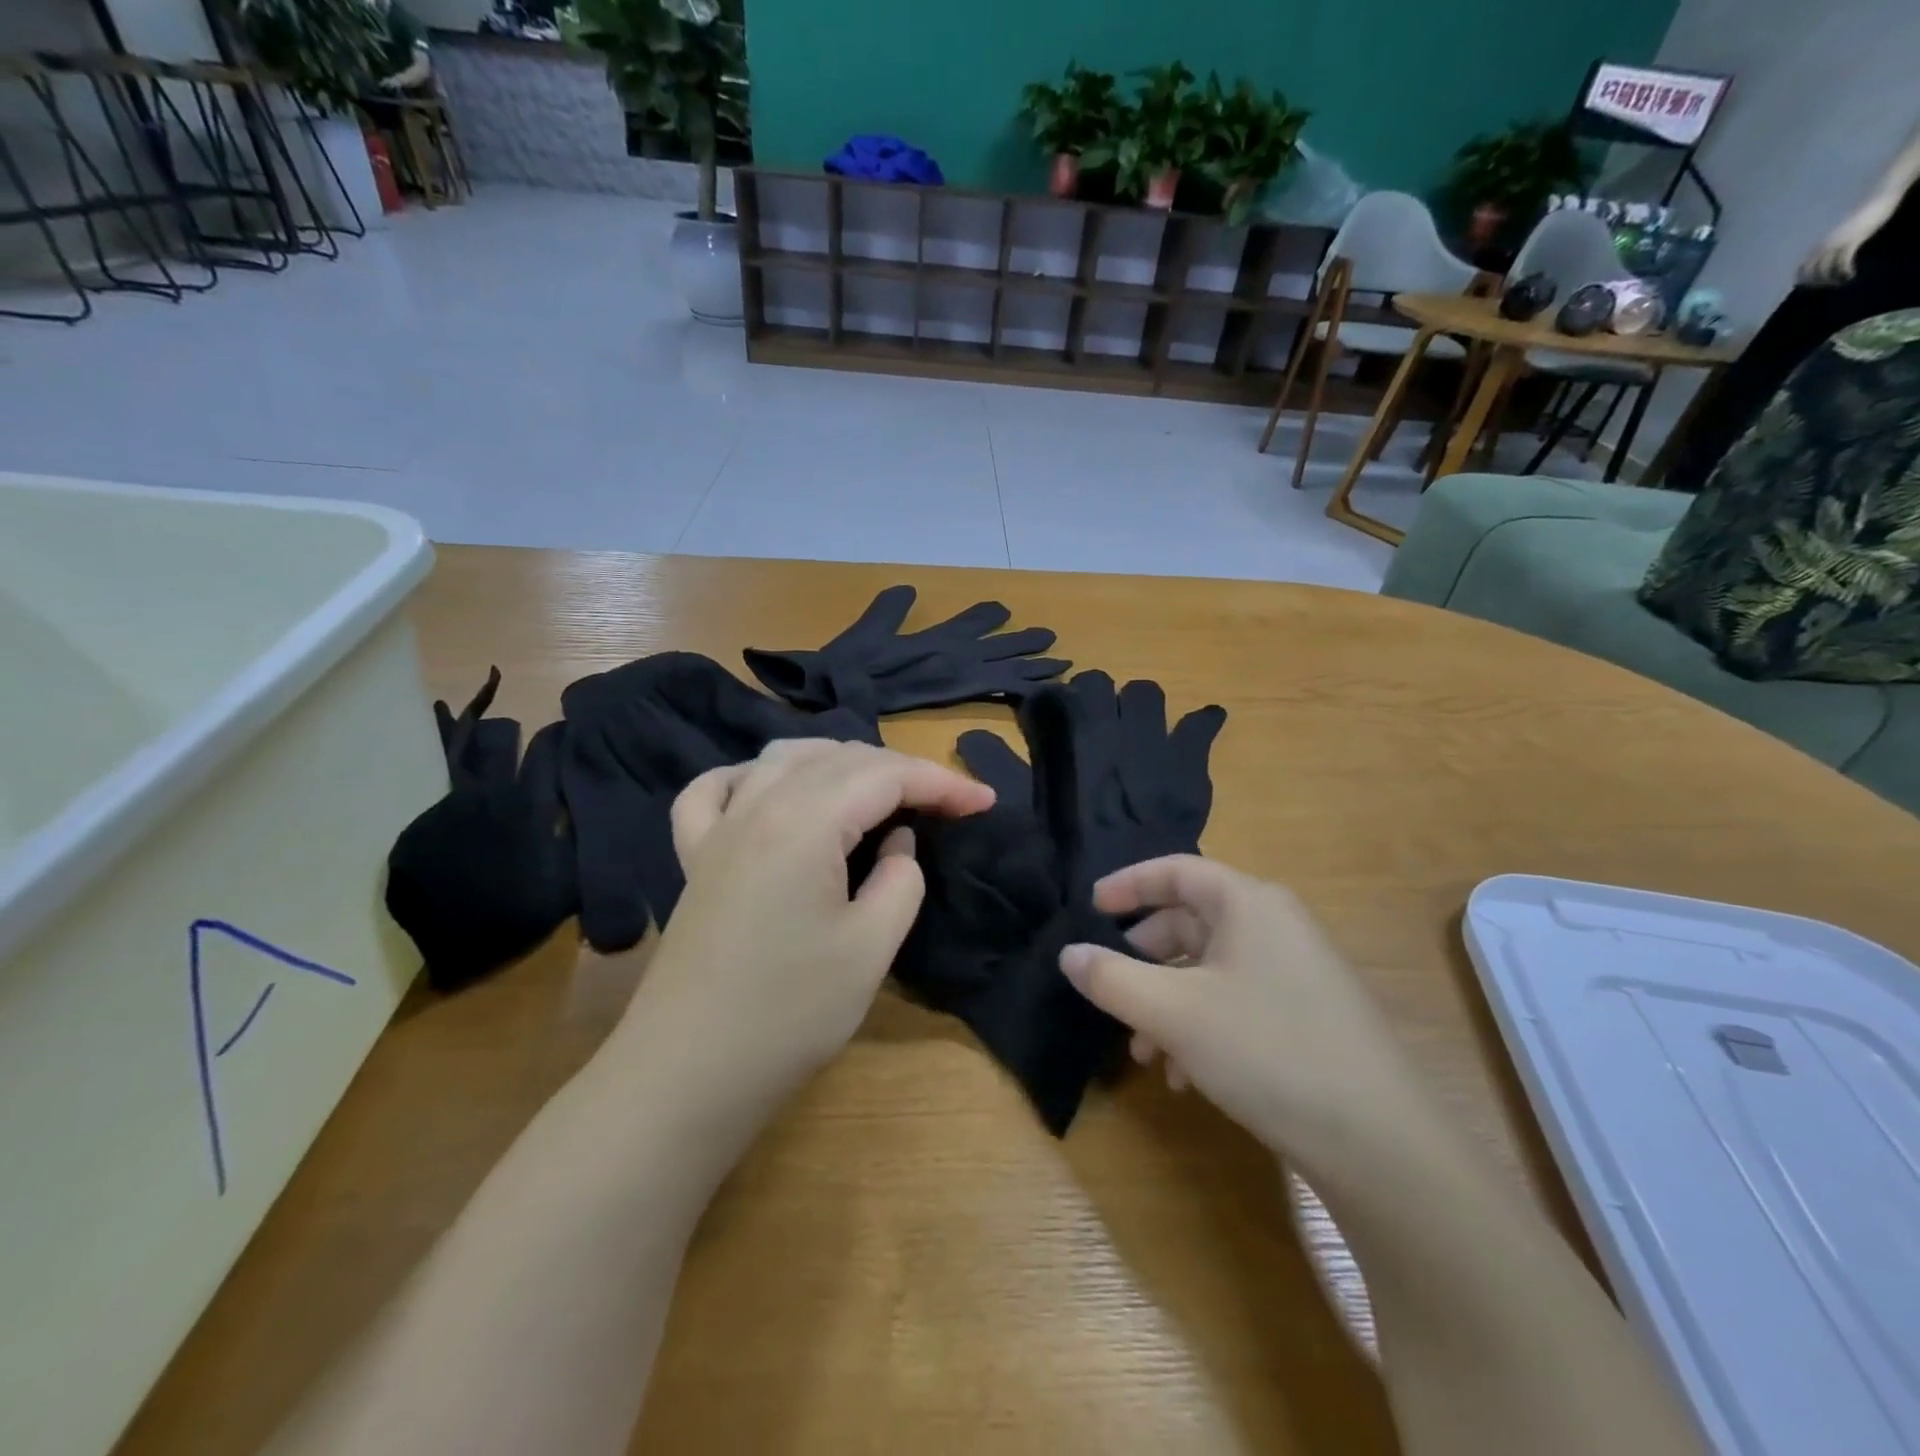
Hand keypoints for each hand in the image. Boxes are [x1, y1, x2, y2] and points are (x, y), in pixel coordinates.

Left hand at [618, 740, 993, 1150]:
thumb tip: (898, 842)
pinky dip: (754, 777)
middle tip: (944, 804)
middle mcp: (758, 805)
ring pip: (783, 758)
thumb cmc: (790, 1013)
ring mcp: (719, 828)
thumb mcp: (871, 948)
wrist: (688, 1074)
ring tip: (876, 791)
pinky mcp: (695, 857)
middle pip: (840, 759)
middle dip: (902, 771)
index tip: (984, 801)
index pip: (887, 776)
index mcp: (805, 821)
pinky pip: (718, 790)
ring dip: (839, 763)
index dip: (942, 782)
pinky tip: (772, 792)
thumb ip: (900, 880)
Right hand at [1059, 857, 1428, 1173]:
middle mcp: (1274, 926)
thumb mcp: (1172, 1012)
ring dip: (1166, 1002)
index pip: (1176, 871)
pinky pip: (1236, 1001)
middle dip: (1143, 958)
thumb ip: (1111, 978)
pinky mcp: (1306, 1016)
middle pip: (1190, 921)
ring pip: (1209, 969)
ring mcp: (1295, 972)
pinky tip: (1185, 1076)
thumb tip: (1069, 954)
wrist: (1380, 1143)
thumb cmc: (1266, 1050)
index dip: (1128, 884)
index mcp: (1248, 903)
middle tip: (1111, 989)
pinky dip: (1200, 1026)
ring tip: (1143, 1052)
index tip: (1090, 908)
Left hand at [1800, 195, 1896, 284]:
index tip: (1815, 285)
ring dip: (1831, 280)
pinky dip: (1844, 272)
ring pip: (1823, 270)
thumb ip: (1831, 247)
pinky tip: (1851, 275)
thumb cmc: (1862, 217)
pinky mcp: (1852, 240)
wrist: (1879, 198)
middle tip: (1831, 285)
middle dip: (1817, 282)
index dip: (1804, 280)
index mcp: (1818, 245)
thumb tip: (1827, 261)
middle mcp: (1822, 246)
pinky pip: (1842, 262)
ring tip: (1842, 281)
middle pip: (1809, 273)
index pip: (1801, 269)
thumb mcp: (1840, 235)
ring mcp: (1836, 243)